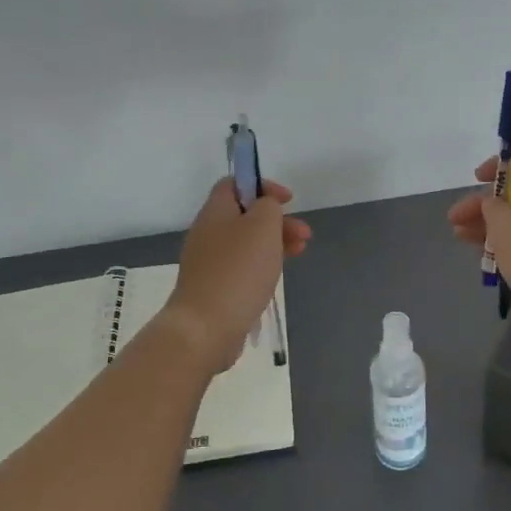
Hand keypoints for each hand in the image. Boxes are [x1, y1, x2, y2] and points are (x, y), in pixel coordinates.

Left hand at [164, 178, 311, 371]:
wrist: (206, 327)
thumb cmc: (238, 270)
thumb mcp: (262, 225)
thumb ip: (268, 206)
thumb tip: (265, 207)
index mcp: (215, 212)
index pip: (234, 183)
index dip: (262, 185)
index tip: (288, 200)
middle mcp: (208, 233)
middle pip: (245, 215)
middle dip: (277, 220)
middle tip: (304, 233)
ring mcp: (209, 263)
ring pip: (246, 242)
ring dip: (275, 242)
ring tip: (300, 252)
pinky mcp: (214, 288)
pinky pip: (242, 267)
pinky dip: (263, 265)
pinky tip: (277, 275)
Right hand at [447, 147, 510, 338]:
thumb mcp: (505, 229)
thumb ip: (493, 209)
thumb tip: (494, 203)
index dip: (501, 163)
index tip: (477, 179)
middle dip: (485, 204)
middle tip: (455, 221)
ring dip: (491, 226)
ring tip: (462, 240)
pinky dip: (509, 245)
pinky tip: (489, 259)